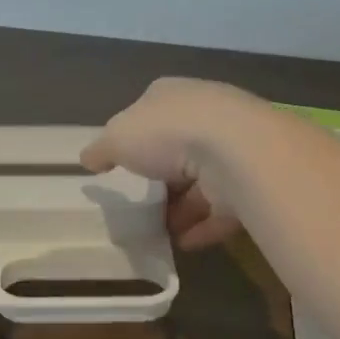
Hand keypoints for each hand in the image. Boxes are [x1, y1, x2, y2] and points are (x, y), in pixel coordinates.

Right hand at [81, 78, 263, 249]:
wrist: (237, 151)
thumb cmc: (168, 132)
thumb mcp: (117, 137)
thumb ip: (101, 149)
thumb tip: (88, 158)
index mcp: (173, 94)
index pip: (151, 110)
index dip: (136, 135)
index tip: (123, 162)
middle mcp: (207, 114)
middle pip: (178, 146)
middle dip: (161, 175)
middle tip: (141, 202)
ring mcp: (233, 148)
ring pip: (203, 179)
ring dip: (182, 206)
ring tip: (159, 231)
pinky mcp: (251, 180)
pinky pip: (223, 207)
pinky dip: (204, 226)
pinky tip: (184, 244)